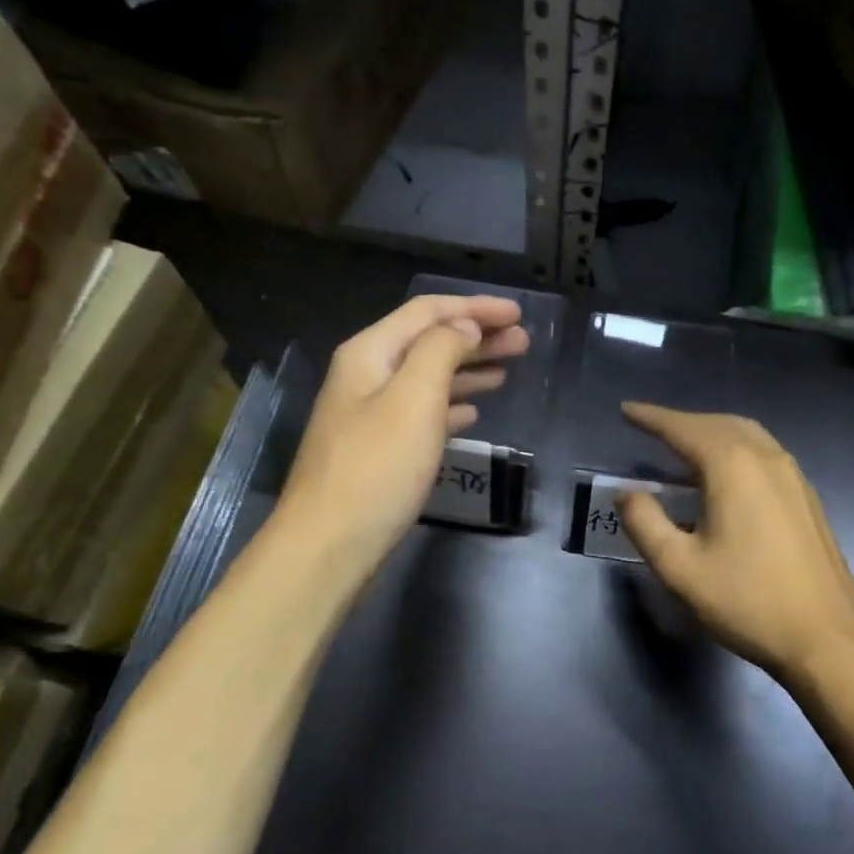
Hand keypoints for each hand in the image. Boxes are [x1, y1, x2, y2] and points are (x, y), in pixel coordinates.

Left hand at [277, 294, 529, 571]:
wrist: (329, 545)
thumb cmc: (377, 467)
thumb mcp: (413, 399)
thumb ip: (441, 351)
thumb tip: (464, 325)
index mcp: (369, 353)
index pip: (427, 312)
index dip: (474, 308)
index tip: (518, 313)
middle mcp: (367, 376)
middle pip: (428, 342)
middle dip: (477, 337)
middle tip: (524, 342)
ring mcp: (370, 414)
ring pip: (428, 378)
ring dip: (468, 369)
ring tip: (508, 370)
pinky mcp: (379, 449)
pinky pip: (422, 413)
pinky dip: (450, 406)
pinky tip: (472, 413)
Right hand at [618, 404, 853, 681]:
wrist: (827, 639)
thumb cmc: (747, 601)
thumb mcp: (680, 568)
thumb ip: (645, 523)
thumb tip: (628, 493)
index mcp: (733, 466)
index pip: (683, 429)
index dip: (651, 418)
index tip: (626, 410)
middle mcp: (766, 458)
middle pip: (717, 423)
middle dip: (681, 421)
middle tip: (650, 427)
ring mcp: (793, 475)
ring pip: (746, 434)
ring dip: (710, 431)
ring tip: (683, 445)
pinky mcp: (806, 496)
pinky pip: (764, 453)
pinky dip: (734, 448)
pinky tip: (725, 475)